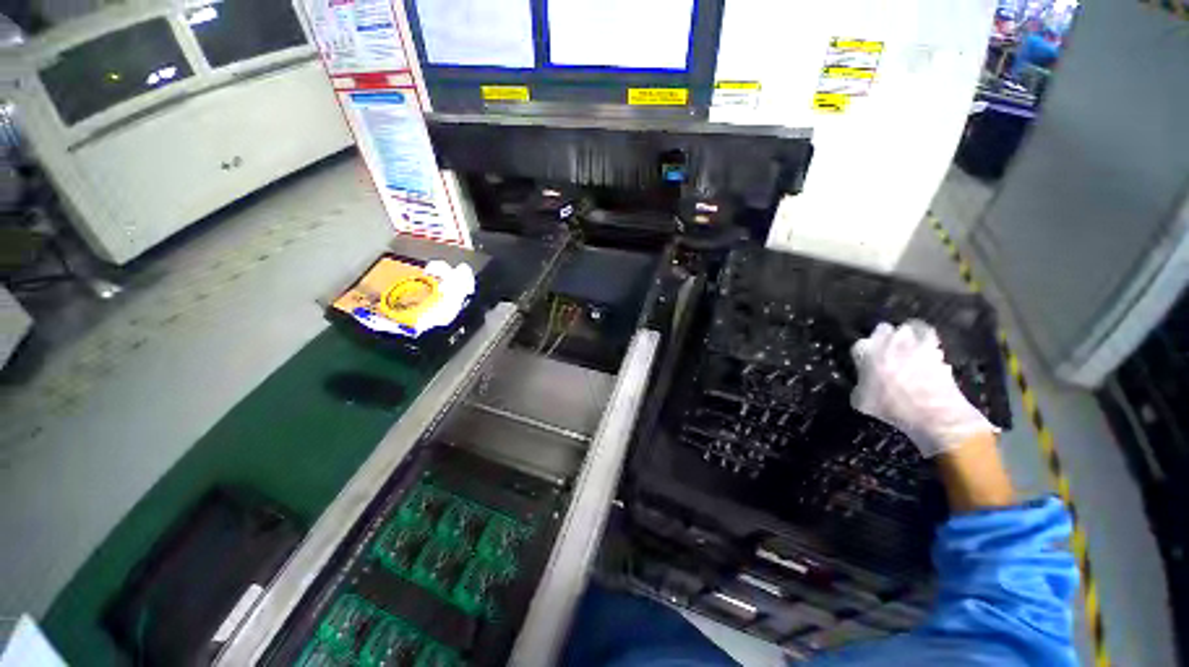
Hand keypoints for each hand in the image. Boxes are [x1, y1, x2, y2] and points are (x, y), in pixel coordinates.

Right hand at [850, 321, 997, 457]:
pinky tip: (928, 355)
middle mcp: (887, 341)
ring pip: (909, 328)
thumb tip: (864, 380)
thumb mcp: (860, 400)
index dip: (864, 354)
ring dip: (908, 336)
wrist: (933, 414)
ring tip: (910, 349)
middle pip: (884, 329)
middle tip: (888, 352)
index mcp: (864, 351)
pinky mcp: (937, 347)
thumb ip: (859, 383)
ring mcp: (914, 342)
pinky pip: (930, 338)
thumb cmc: (891, 408)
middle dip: (885, 338)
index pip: (858, 344)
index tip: (867, 363)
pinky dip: (928, 343)